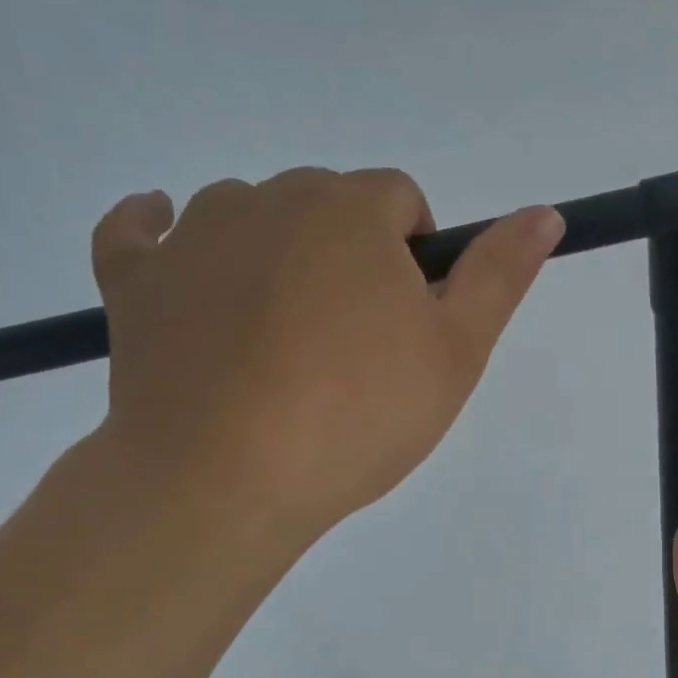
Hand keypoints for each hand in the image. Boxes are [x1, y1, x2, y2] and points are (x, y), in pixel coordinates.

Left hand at [86, 168, 563, 548]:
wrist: (226, 479)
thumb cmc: (356, 416)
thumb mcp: (454, 354)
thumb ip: (500, 276)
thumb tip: (545, 212)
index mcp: (351, 209)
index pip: (399, 201)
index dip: (414, 257)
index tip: (409, 322)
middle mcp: (268, 199)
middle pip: (325, 206)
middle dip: (348, 256)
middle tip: (350, 346)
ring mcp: (190, 235)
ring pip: (246, 219)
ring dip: (271, 256)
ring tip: (278, 342)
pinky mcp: (133, 281)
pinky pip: (139, 233)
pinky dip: (159, 238)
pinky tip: (174, 251)